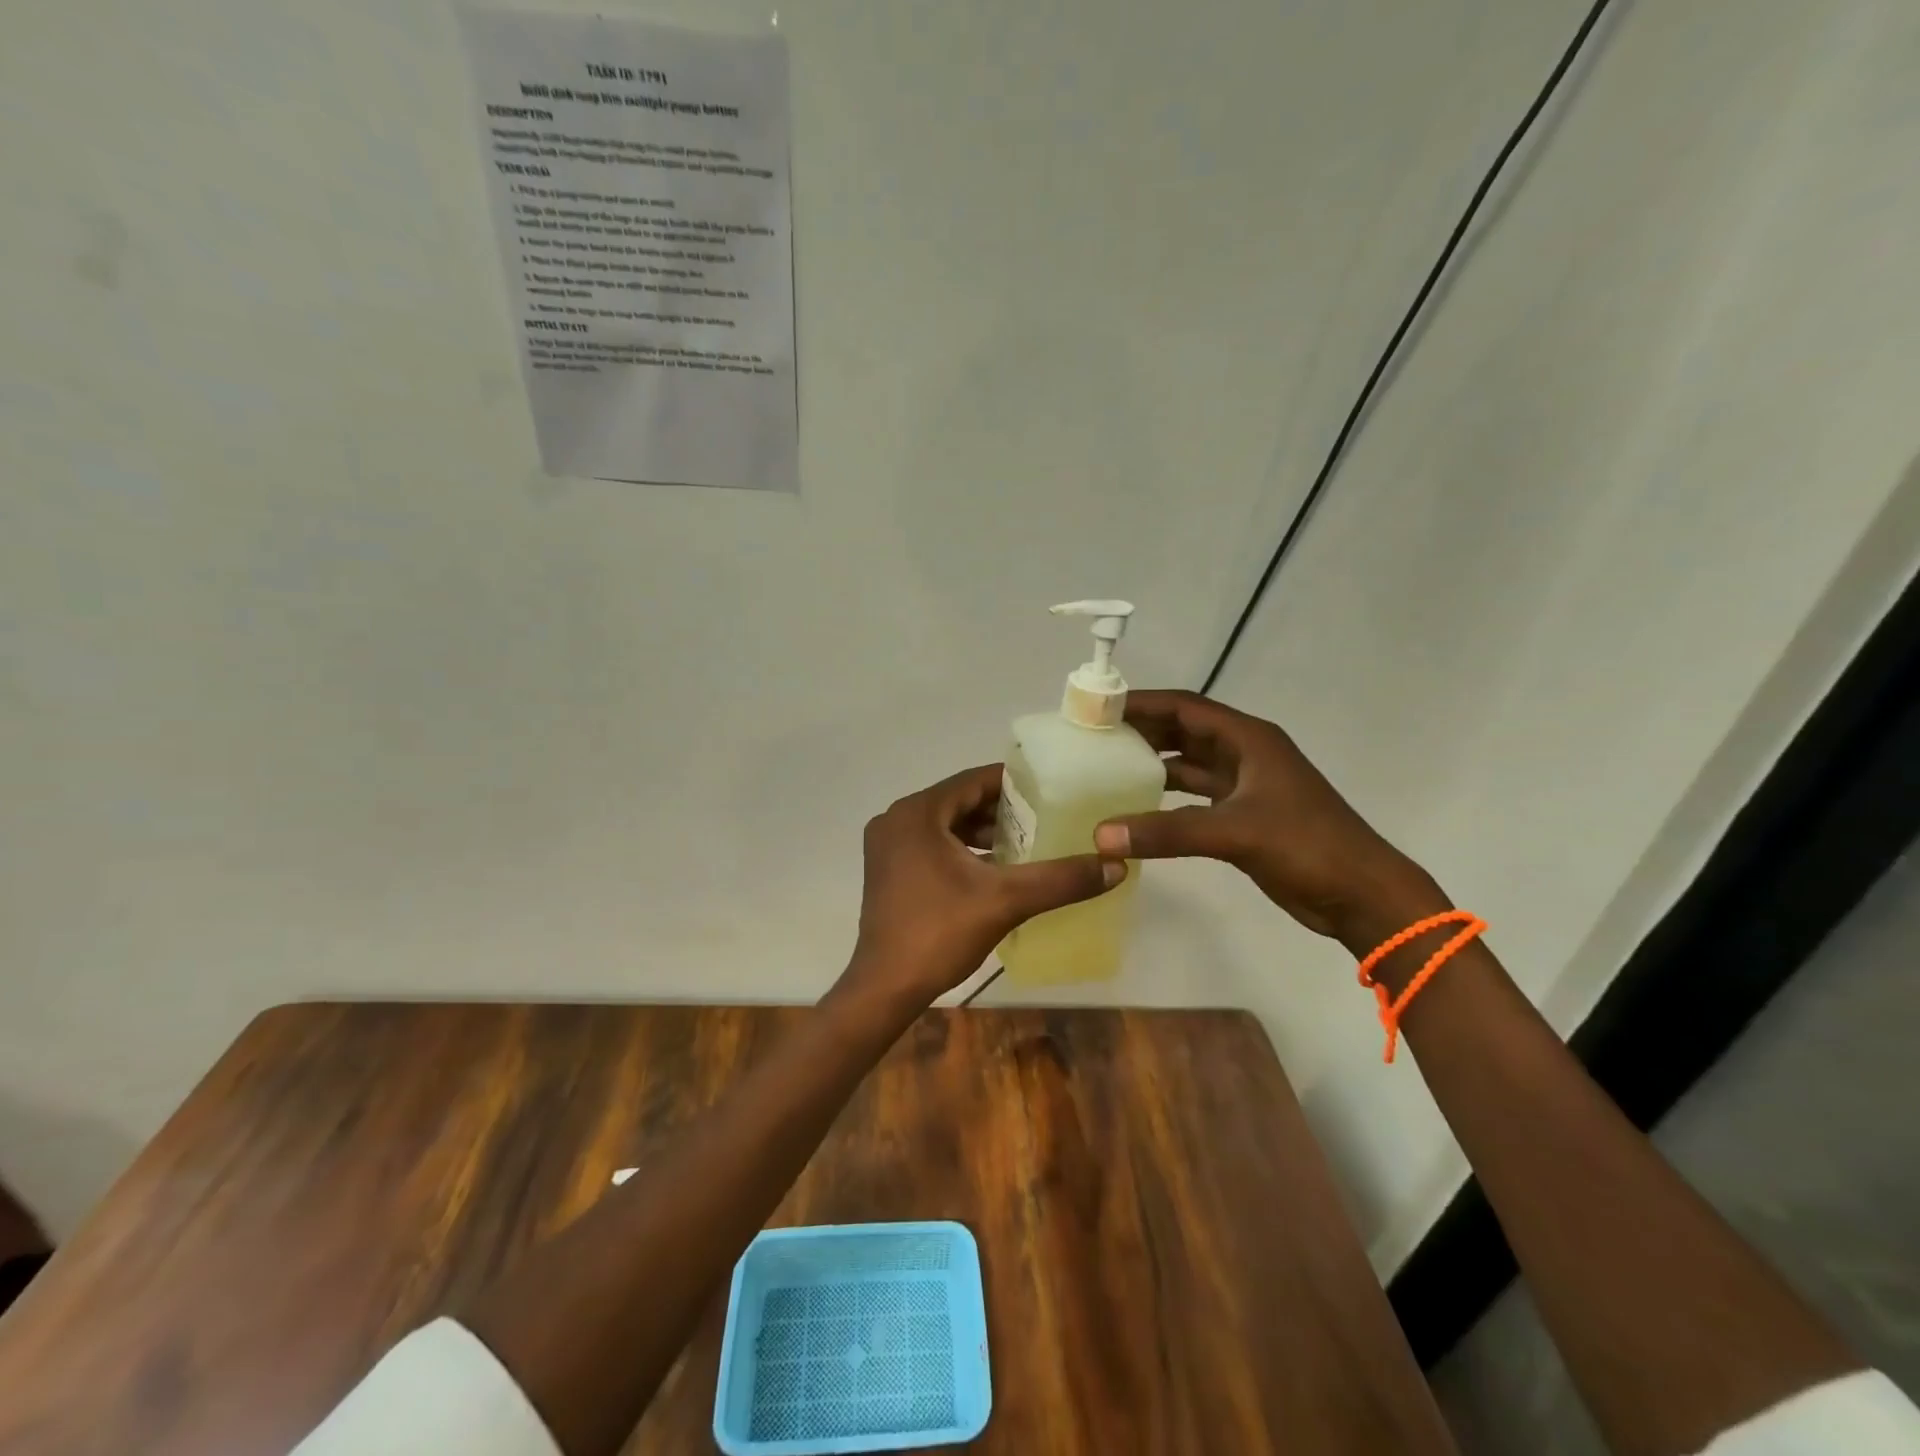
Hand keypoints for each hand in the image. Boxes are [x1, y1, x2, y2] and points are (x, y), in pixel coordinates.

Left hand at [842, 764, 1122, 1009]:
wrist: (885, 987)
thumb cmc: (940, 933)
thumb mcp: (1007, 900)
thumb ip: (1061, 879)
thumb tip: (1115, 865)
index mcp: (917, 812)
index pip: (974, 781)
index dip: (1014, 784)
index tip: (1050, 791)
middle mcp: (896, 819)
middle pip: (959, 801)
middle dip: (1000, 810)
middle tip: (1043, 818)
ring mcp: (886, 845)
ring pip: (944, 824)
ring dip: (981, 831)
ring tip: (1025, 842)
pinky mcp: (886, 869)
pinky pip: (930, 844)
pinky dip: (960, 849)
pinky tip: (992, 867)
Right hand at [1091, 690, 1442, 949]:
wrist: (1361, 895)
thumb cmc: (1307, 846)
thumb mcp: (1234, 832)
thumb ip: (1166, 831)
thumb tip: (1101, 836)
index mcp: (1249, 739)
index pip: (1185, 707)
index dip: (1142, 703)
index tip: (1099, 707)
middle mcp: (1245, 754)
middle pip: (1184, 731)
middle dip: (1142, 730)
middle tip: (1093, 737)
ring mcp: (1245, 786)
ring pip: (1189, 765)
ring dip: (1152, 764)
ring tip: (1106, 768)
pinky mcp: (1243, 817)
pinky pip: (1194, 797)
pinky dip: (1166, 799)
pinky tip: (1136, 808)